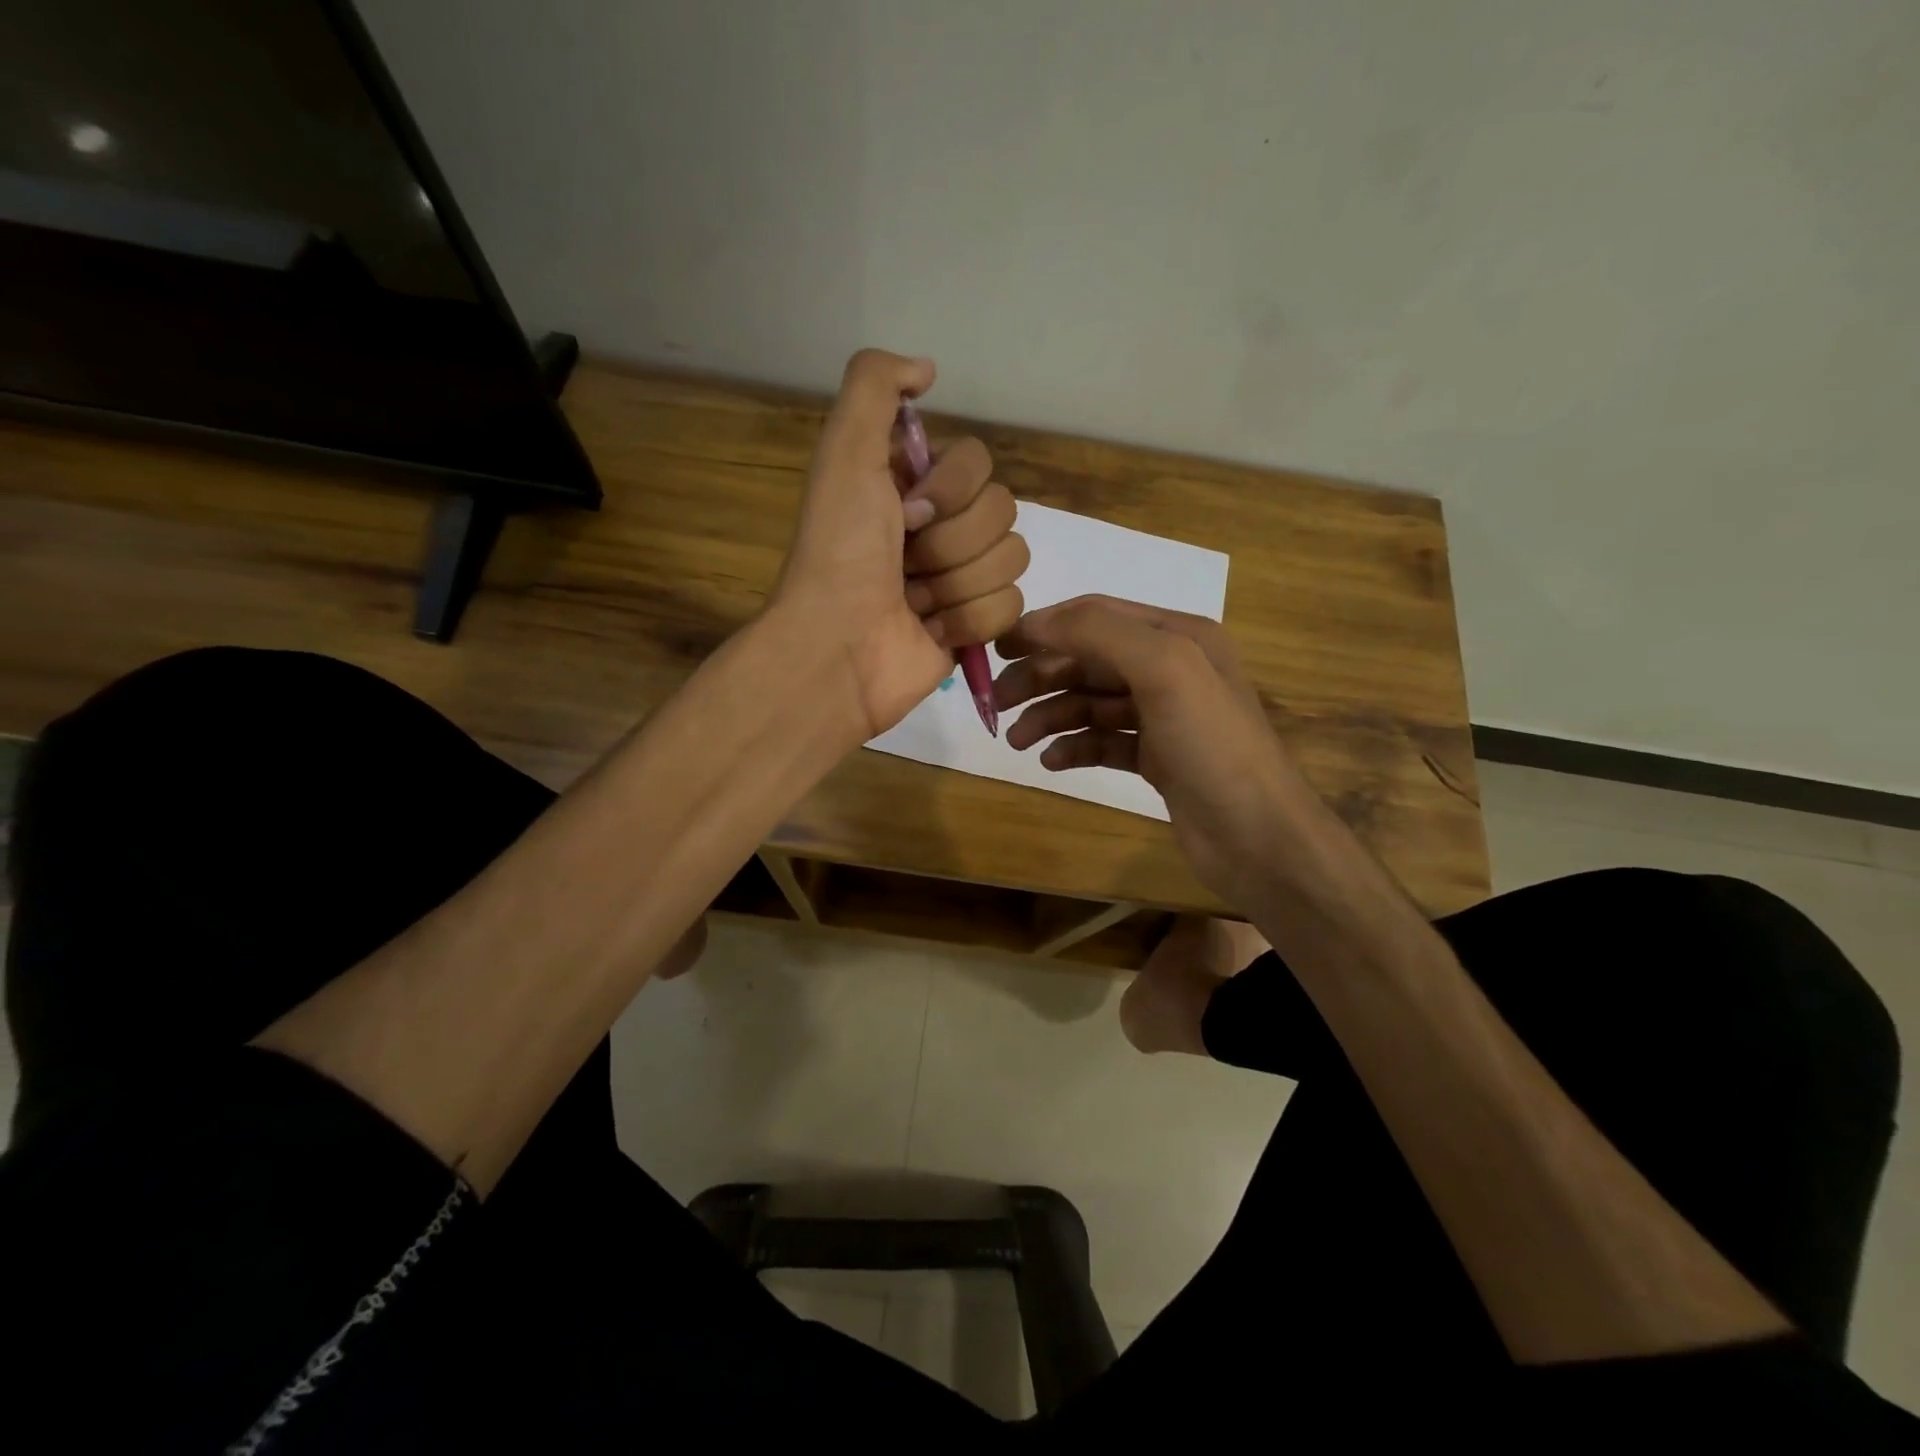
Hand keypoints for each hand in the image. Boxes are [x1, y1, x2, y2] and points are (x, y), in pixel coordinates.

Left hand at [773, 349, 1026, 736]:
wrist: (838, 647)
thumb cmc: (840, 552)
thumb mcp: (845, 452)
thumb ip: (876, 386)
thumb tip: (928, 369)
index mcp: (916, 486)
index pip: (980, 464)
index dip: (952, 490)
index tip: (906, 513)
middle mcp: (942, 527)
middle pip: (1003, 511)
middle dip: (952, 542)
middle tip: (907, 564)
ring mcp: (961, 578)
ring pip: (1011, 559)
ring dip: (958, 583)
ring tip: (915, 601)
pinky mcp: (975, 625)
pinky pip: (1011, 606)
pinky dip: (970, 620)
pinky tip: (933, 630)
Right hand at [994, 595, 1302, 909]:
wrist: (1258, 836)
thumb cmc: (1212, 744)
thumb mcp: (1164, 669)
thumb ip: (1101, 633)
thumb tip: (1037, 621)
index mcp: (1176, 636)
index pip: (1095, 615)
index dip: (1044, 626)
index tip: (996, 647)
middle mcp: (1169, 669)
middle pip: (1088, 660)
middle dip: (1041, 676)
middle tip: (997, 702)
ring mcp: (1162, 716)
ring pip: (1090, 703)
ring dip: (1050, 716)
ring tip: (1017, 741)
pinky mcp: (1155, 758)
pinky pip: (1102, 742)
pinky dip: (1074, 747)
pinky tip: (1051, 762)